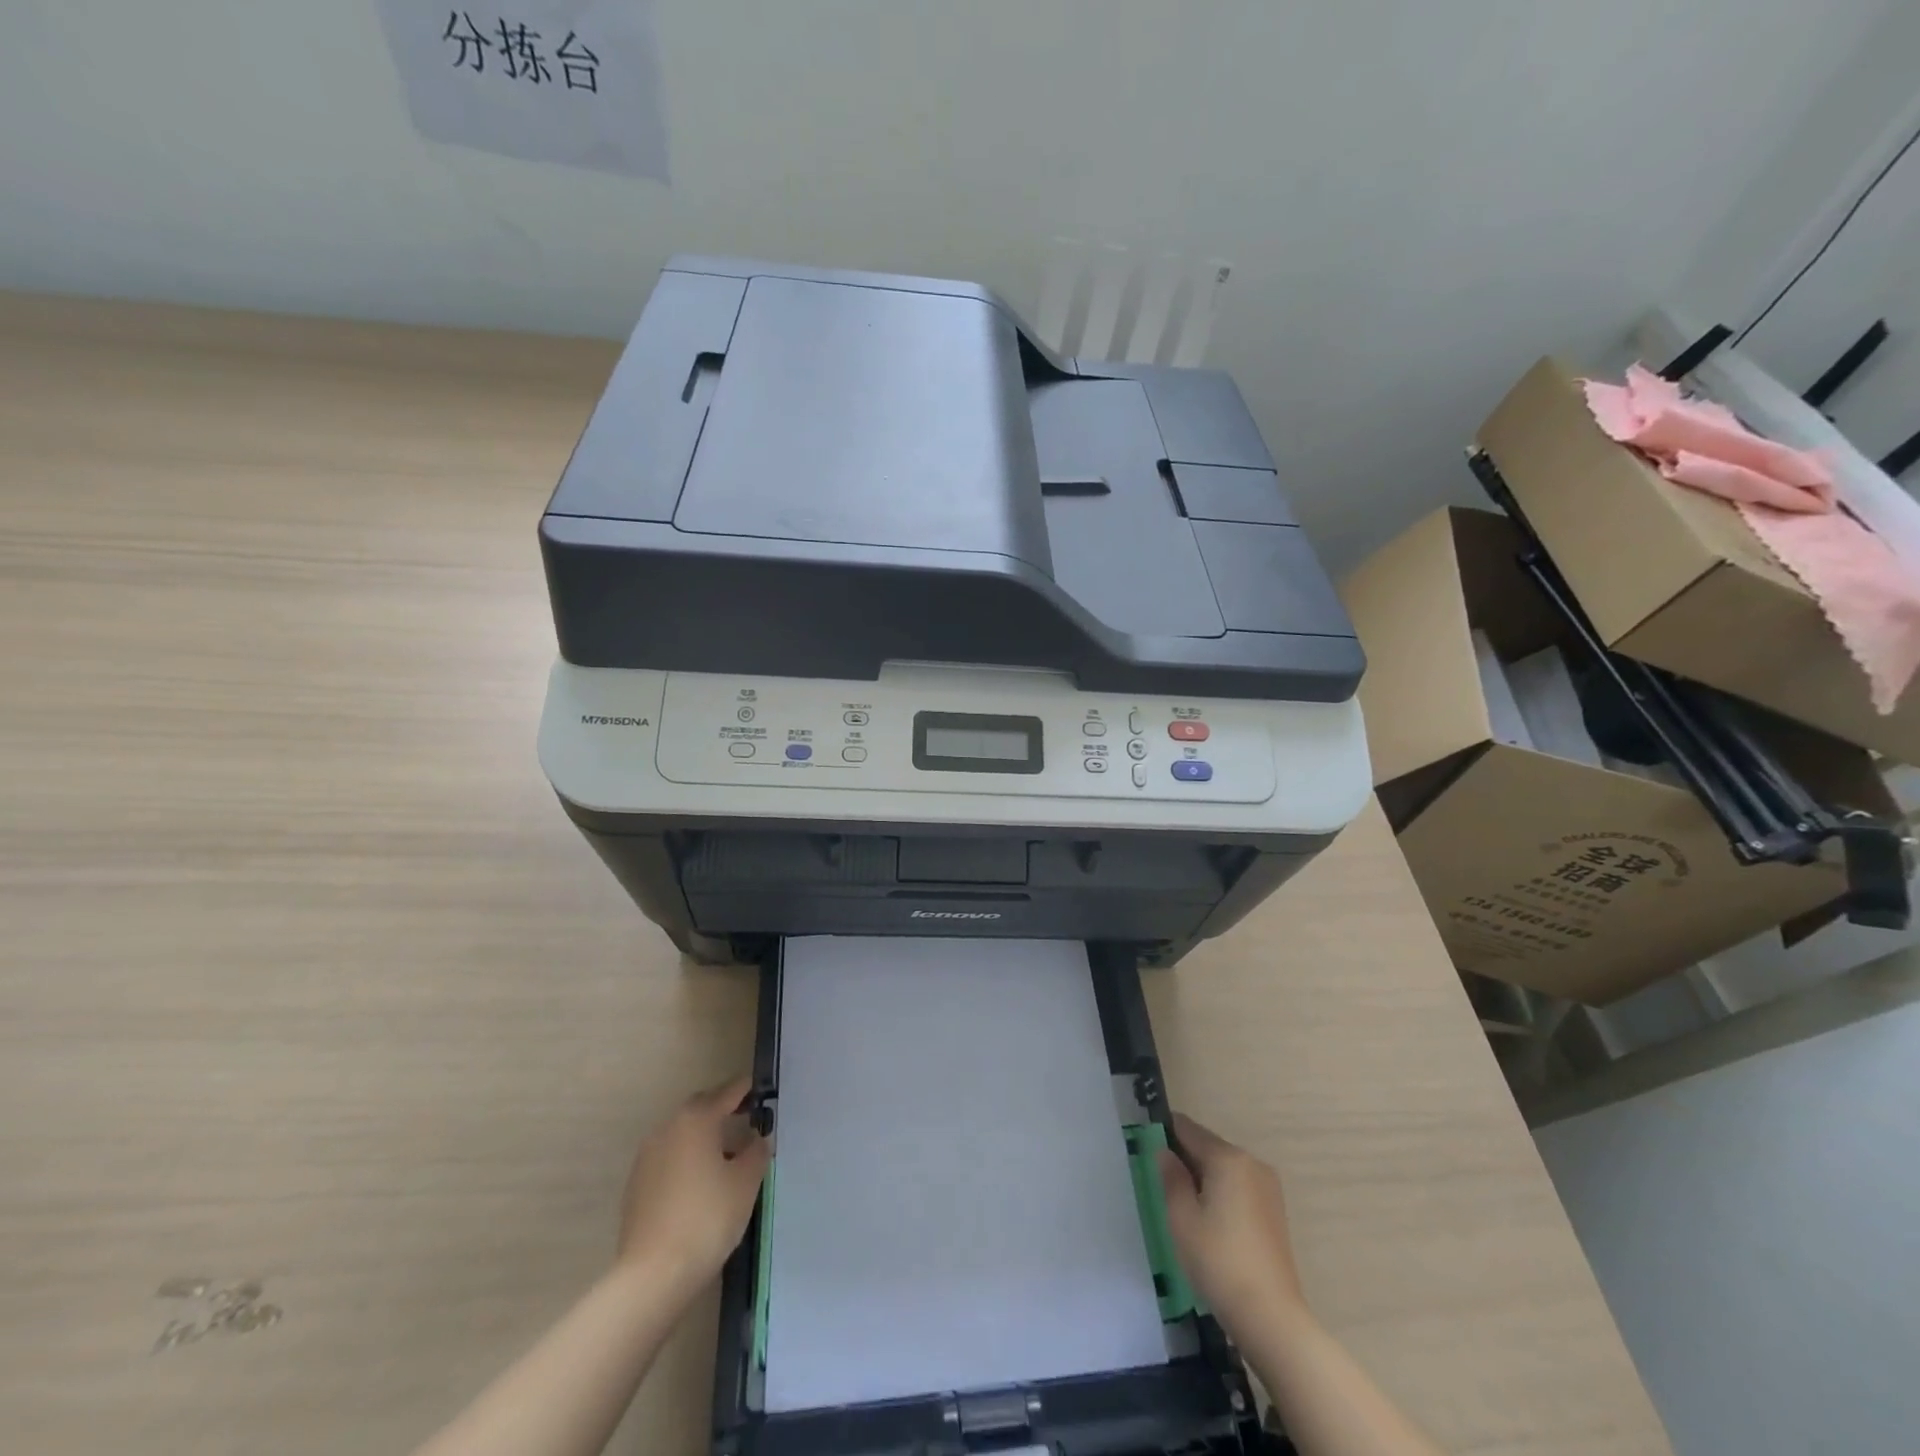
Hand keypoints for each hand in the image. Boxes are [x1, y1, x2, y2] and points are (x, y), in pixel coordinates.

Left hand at [615, 1074, 770, 1302]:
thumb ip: (756, 1152)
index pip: (727, 1092)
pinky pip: (669, 1157)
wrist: (652, 1275)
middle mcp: (668, 1128)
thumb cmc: (707, 1218)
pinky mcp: (637, 1184)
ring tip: (727, 1156)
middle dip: (723, 1111)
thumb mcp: (746, 1182)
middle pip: (701, 1108)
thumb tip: (757, 1139)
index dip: (747, 1089)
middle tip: (747, 1120)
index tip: (762, 1090)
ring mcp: (648, 1156)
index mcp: (696, 1119)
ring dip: (704, 1137)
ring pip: (683, 1134)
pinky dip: (687, 1159)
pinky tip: (701, 1183)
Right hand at [1157, 1113, 1308, 1339]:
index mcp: (1228, 1158)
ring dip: (1203, 1178)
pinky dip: (1222, 1193)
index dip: (1165, 1134)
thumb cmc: (1218, 1261)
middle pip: (1209, 1147)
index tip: (1146, 1148)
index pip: (1188, 1129)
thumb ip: (1170, 1177)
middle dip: (1185, 1159)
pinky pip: (1240, 1187)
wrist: (1271, 1316)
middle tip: (1162, 1186)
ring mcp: (1268, 1187)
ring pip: (1225, 1168)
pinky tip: (1210, 1223)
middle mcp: (1252, 1163)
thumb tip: (1164, 1151)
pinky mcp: (1275, 1211)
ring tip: (1184, 1208)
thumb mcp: (1181, 1217)